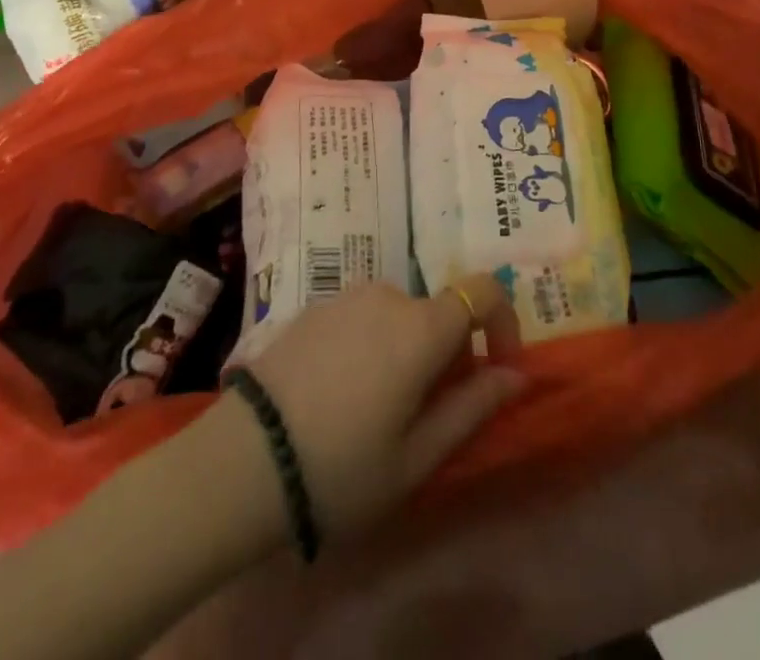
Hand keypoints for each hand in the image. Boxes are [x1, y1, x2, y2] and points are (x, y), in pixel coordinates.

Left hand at [242, 275, 524, 537]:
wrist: (243, 461)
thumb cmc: (342, 468)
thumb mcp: (417, 457)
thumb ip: (473, 407)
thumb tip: (516, 374)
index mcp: (421, 327)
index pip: (484, 290)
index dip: (503, 322)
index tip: (496, 368)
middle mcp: (388, 295)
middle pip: (438, 311)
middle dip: (450, 351)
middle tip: (429, 411)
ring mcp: (346, 296)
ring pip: (400, 315)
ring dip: (409, 348)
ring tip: (381, 408)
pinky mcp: (314, 307)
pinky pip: (362, 317)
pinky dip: (372, 344)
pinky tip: (342, 393)